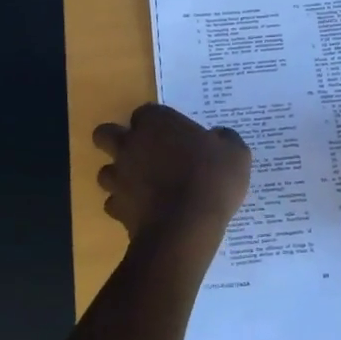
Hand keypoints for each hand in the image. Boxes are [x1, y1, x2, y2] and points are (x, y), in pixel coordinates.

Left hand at [94, 104, 250, 246]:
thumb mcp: (235, 153)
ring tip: (141, 186)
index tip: (171, 135)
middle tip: (141, 153)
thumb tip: (219, 136)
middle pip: (106, 134)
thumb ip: (224, 139)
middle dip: (116, 140)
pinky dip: (125, 207)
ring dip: (119, 175)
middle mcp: (130, 144)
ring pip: (105, 171)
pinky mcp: (116, 208)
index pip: (145, 112)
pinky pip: (114, 203)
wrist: (186, 227)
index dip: (156, 123)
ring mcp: (119, 177)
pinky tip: (143, 212)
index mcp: (156, 123)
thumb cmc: (211, 180)